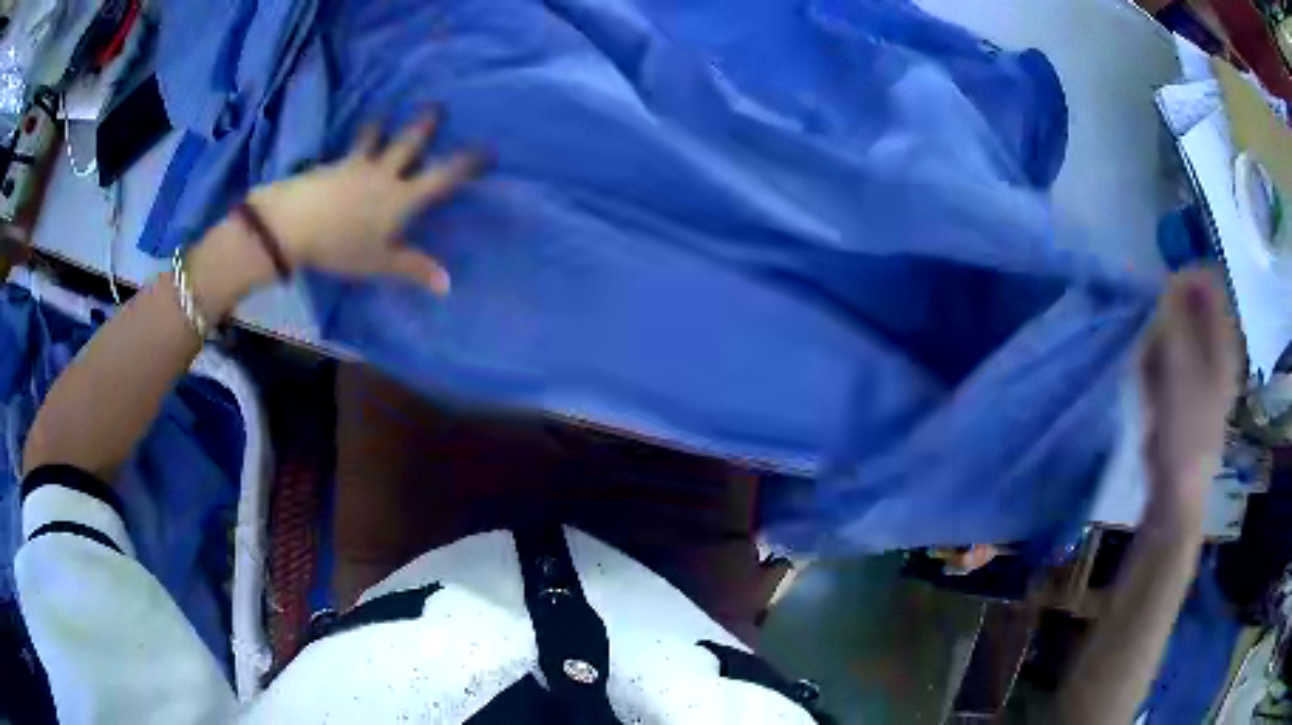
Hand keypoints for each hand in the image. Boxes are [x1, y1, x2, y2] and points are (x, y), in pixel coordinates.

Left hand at [247, 113, 486, 294]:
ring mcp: (356, 166)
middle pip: (408, 144)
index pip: (441, 177)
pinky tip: (347, 145)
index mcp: (401, 197)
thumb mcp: (380, 262)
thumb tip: (448, 285)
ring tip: (384, 113)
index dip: (465, 163)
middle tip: (437, 105)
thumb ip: (413, 268)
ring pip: (375, 139)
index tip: (486, 150)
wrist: (294, 224)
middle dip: (425, 125)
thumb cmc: (341, 245)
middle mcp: (384, 174)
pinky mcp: (332, 166)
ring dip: (382, 125)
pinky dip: (353, 143)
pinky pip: (348, 150)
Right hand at [1139, 269, 1238, 529]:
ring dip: (1158, 341)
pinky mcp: (1185, 387)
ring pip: (1176, 330)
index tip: (1162, 297)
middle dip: (1167, 314)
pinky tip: (1151, 386)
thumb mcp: (1180, 366)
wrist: (1176, 488)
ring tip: (1151, 371)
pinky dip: (1156, 362)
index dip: (1185, 280)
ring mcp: (1201, 368)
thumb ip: (1176, 317)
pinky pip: (1169, 356)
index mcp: (1224, 340)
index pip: (1210, 283)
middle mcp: (1216, 348)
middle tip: (1154, 340)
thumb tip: (1170, 278)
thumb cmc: (1184, 427)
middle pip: (1191, 305)